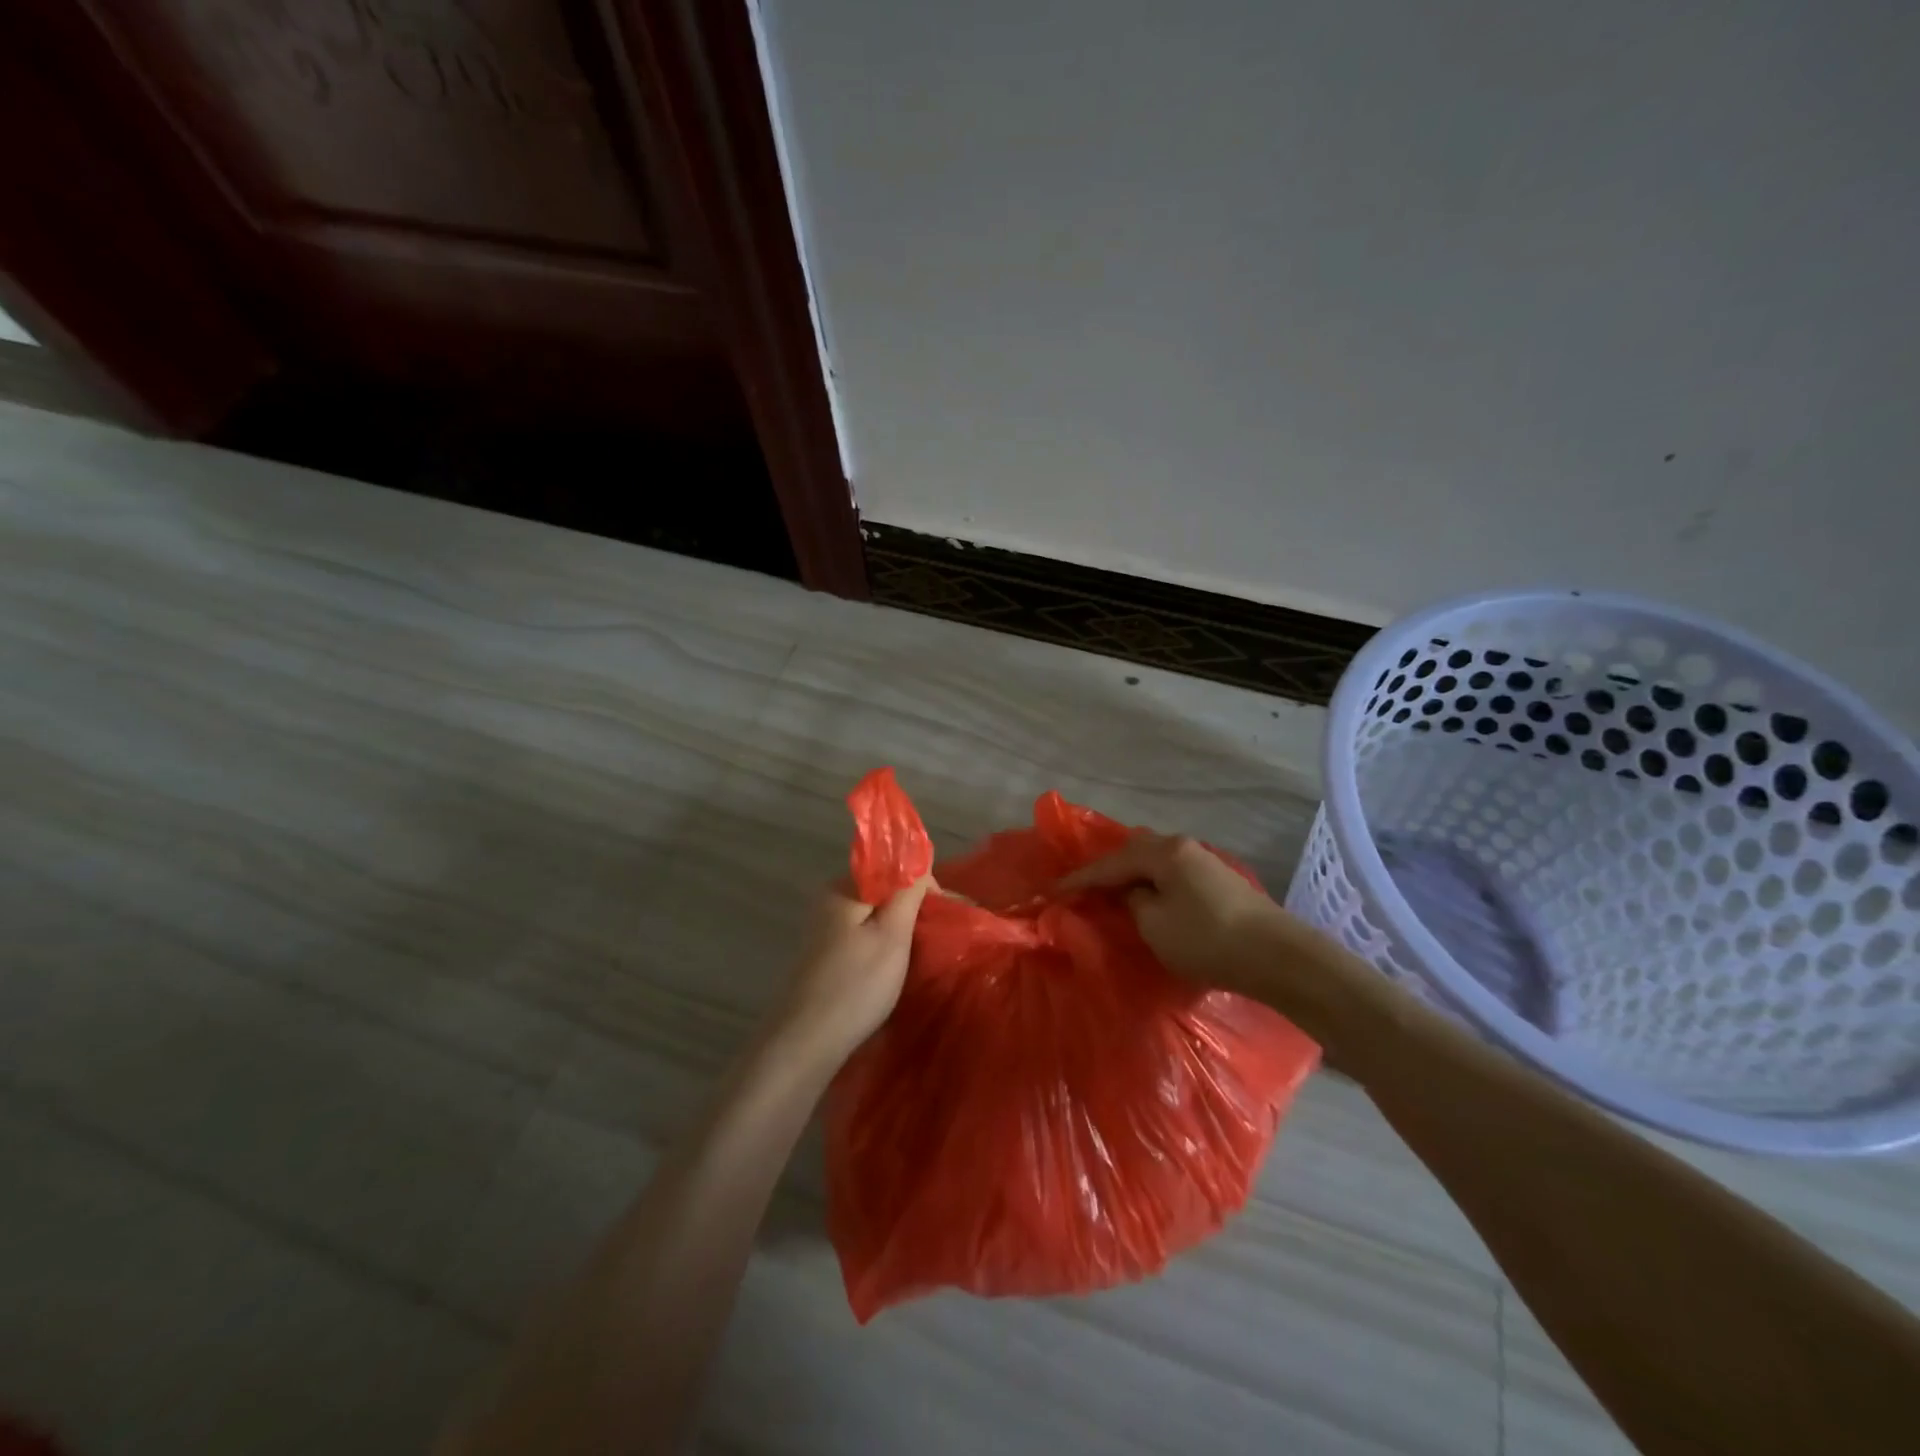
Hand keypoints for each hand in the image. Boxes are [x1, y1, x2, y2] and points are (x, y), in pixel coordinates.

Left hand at [771, 876, 933, 1067]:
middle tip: (937, 940)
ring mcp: (823, 929)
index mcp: (843, 887)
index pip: (894, 868)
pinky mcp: (824, 956)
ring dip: (898, 931)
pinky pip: (862, 938)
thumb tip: (920, 865)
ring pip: (874, 917)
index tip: (945, 917)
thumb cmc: (855, 985)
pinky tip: (892, 970)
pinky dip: (882, 948)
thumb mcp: (892, 935)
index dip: (924, 887)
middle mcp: (829, 901)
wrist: (805, 1043)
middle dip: (912, 910)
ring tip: (920, 956)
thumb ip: (908, 893)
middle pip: (883, 891)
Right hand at [1059, 832, 1290, 992]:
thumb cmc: (1208, 939)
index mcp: (1165, 852)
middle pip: (1135, 853)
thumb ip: (1134, 903)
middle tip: (1083, 888)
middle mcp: (1184, 848)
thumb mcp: (1155, 925)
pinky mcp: (1220, 883)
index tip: (1054, 890)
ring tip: (1111, 892)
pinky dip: (1153, 884)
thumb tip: (1134, 894)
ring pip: (1156, 863)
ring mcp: (1205, 863)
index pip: (1112, 863)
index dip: (1081, 878)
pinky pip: (1172, 875)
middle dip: (1108, 870)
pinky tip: (1148, 897)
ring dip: (1132, 877)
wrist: (1278, 957)